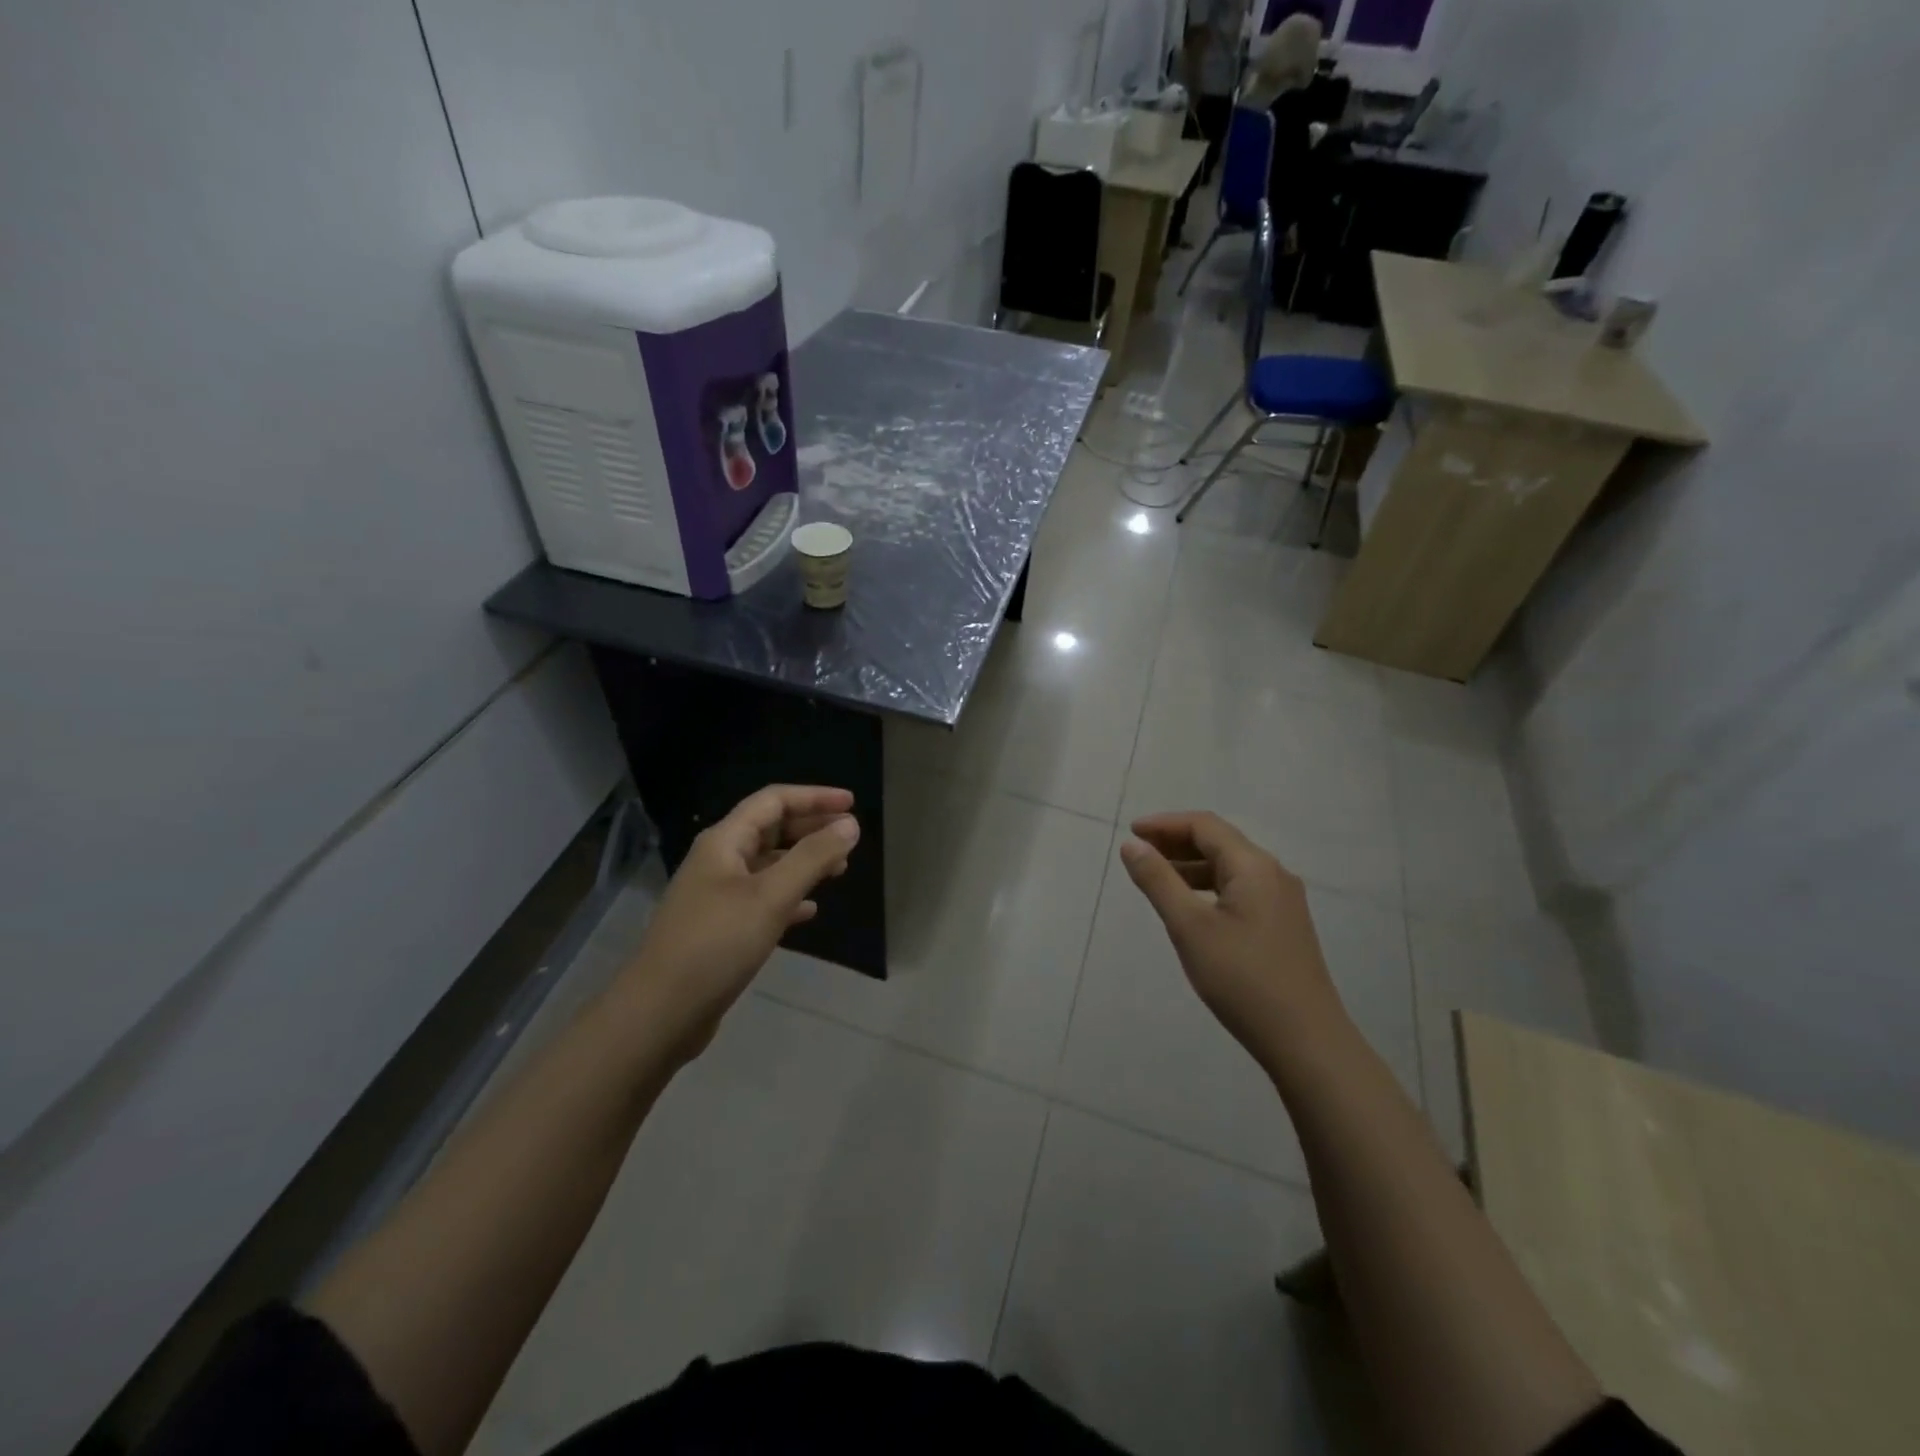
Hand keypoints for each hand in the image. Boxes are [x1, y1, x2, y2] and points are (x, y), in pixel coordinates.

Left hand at [623, 785, 859, 1061]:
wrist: (660, 1013)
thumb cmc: (717, 944)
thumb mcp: (771, 896)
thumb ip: (813, 857)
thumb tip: (850, 824)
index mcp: (724, 842)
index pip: (773, 801)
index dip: (814, 797)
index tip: (853, 804)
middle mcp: (718, 861)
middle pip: (770, 829)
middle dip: (811, 828)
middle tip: (850, 836)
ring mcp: (716, 896)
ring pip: (768, 865)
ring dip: (803, 862)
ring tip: (839, 869)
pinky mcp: (719, 928)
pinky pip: (761, 899)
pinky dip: (788, 897)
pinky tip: (810, 911)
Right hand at [1119, 812, 1343, 1073]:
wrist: (1306, 1041)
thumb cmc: (1242, 979)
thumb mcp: (1189, 927)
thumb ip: (1158, 881)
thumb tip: (1132, 845)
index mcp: (1253, 866)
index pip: (1204, 826)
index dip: (1164, 824)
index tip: (1131, 833)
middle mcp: (1273, 874)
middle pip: (1219, 842)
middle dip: (1176, 842)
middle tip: (1139, 854)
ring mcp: (1283, 900)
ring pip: (1230, 867)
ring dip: (1192, 866)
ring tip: (1157, 879)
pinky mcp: (1284, 925)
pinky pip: (1241, 889)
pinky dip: (1210, 887)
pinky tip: (1192, 908)